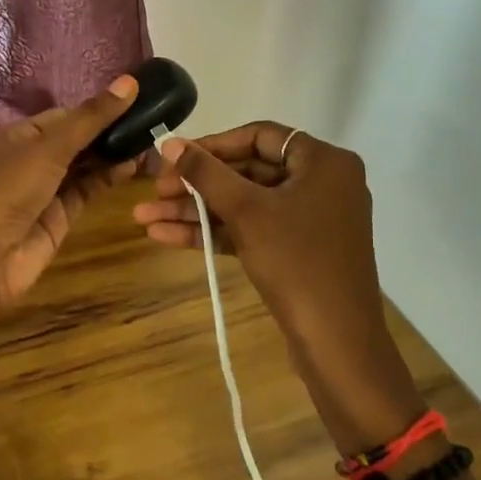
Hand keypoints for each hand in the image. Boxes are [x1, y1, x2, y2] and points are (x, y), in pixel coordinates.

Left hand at [0, 76, 141, 338]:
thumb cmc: (9, 189)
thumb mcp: (49, 147)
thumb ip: (91, 118)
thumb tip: (130, 81)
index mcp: (19, 135)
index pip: (64, 115)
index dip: (96, 109)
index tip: (134, 102)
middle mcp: (32, 158)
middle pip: (77, 139)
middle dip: (109, 132)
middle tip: (150, 123)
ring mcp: (47, 188)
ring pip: (85, 165)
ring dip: (112, 155)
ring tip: (149, 142)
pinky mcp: (61, 215)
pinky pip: (88, 189)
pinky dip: (109, 178)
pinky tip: (133, 166)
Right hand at [134, 122, 426, 452]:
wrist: (336, 343)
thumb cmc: (296, 262)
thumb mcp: (246, 211)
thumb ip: (205, 173)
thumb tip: (169, 143)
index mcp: (324, 162)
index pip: (260, 136)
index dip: (212, 145)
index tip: (175, 158)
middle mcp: (321, 183)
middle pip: (248, 171)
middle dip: (196, 185)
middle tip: (155, 192)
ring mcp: (310, 220)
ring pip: (245, 204)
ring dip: (196, 211)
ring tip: (145, 218)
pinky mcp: (297, 251)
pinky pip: (252, 230)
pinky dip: (215, 233)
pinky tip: (166, 237)